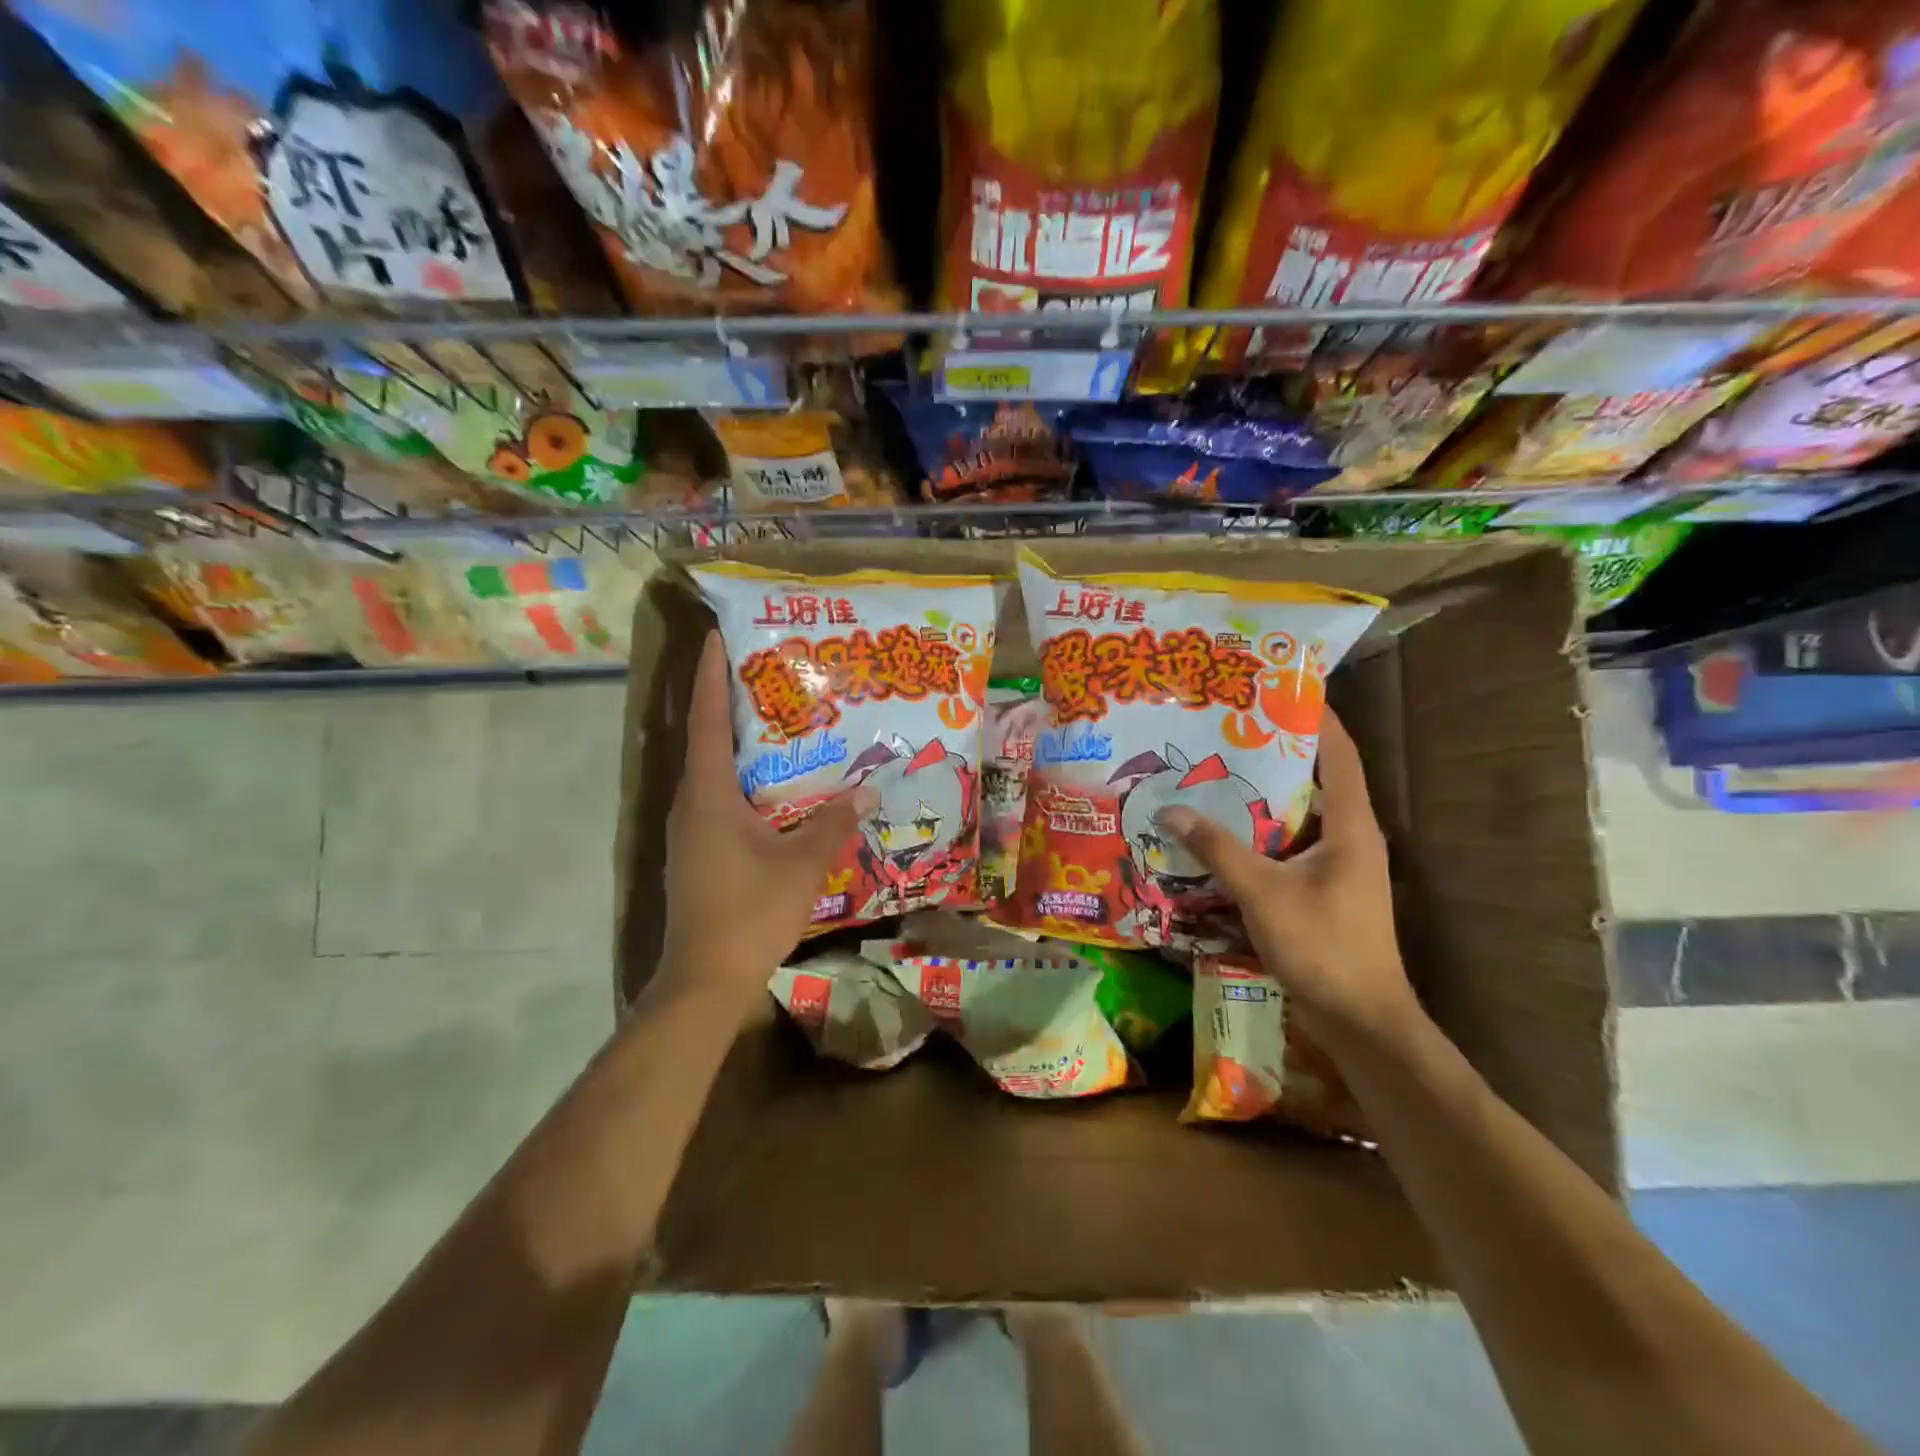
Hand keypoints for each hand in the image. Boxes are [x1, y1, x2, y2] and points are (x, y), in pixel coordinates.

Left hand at [656, 631, 874, 1009]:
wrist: (705, 980)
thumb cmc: (750, 912)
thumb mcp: (803, 863)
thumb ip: (834, 822)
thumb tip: (867, 789)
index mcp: (708, 795)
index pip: (706, 720)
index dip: (709, 676)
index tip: (717, 637)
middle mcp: (690, 804)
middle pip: (707, 740)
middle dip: (732, 705)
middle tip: (771, 676)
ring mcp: (689, 832)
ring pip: (714, 774)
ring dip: (740, 747)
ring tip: (781, 725)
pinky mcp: (697, 854)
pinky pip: (719, 801)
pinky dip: (744, 782)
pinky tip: (778, 789)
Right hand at [1155, 711, 1419, 1047]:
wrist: (1361, 1018)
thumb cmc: (1323, 946)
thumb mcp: (1262, 892)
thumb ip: (1217, 848)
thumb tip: (1170, 810)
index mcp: (1351, 825)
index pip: (1338, 753)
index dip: (1314, 716)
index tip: (1277, 687)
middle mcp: (1351, 835)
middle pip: (1316, 777)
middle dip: (1275, 750)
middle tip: (1226, 728)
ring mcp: (1339, 864)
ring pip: (1299, 813)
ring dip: (1263, 793)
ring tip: (1216, 770)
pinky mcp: (1324, 887)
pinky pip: (1289, 843)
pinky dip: (1260, 830)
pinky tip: (1222, 829)